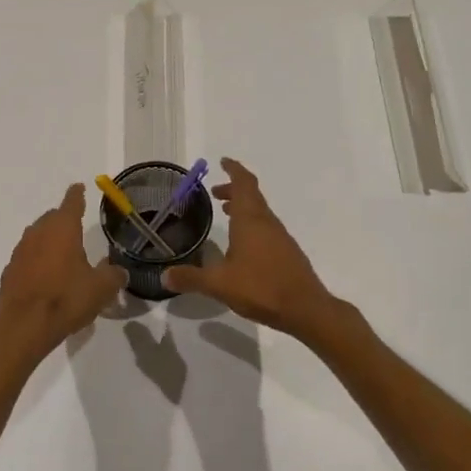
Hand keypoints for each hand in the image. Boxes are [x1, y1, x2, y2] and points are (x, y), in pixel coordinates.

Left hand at [0, 183, 127, 371]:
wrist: (24, 326)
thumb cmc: (66, 299)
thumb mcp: (101, 289)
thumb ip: (114, 276)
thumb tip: (119, 272)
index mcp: (63, 229)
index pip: (71, 202)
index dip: (77, 194)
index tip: (79, 187)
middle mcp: (39, 233)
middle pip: (52, 218)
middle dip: (63, 219)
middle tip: (76, 228)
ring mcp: (20, 251)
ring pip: (37, 236)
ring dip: (49, 240)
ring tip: (62, 254)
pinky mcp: (10, 270)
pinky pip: (27, 257)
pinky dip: (37, 260)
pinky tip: (45, 276)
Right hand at [162, 159, 341, 339]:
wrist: (306, 309)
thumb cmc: (261, 287)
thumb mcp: (219, 284)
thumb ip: (191, 278)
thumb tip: (164, 275)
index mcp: (250, 220)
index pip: (244, 184)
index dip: (234, 170)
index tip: (223, 161)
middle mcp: (267, 222)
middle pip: (252, 195)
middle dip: (233, 189)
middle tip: (215, 193)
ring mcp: (280, 237)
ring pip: (260, 212)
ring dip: (243, 207)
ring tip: (226, 214)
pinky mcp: (287, 252)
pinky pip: (266, 228)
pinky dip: (252, 225)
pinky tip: (243, 245)